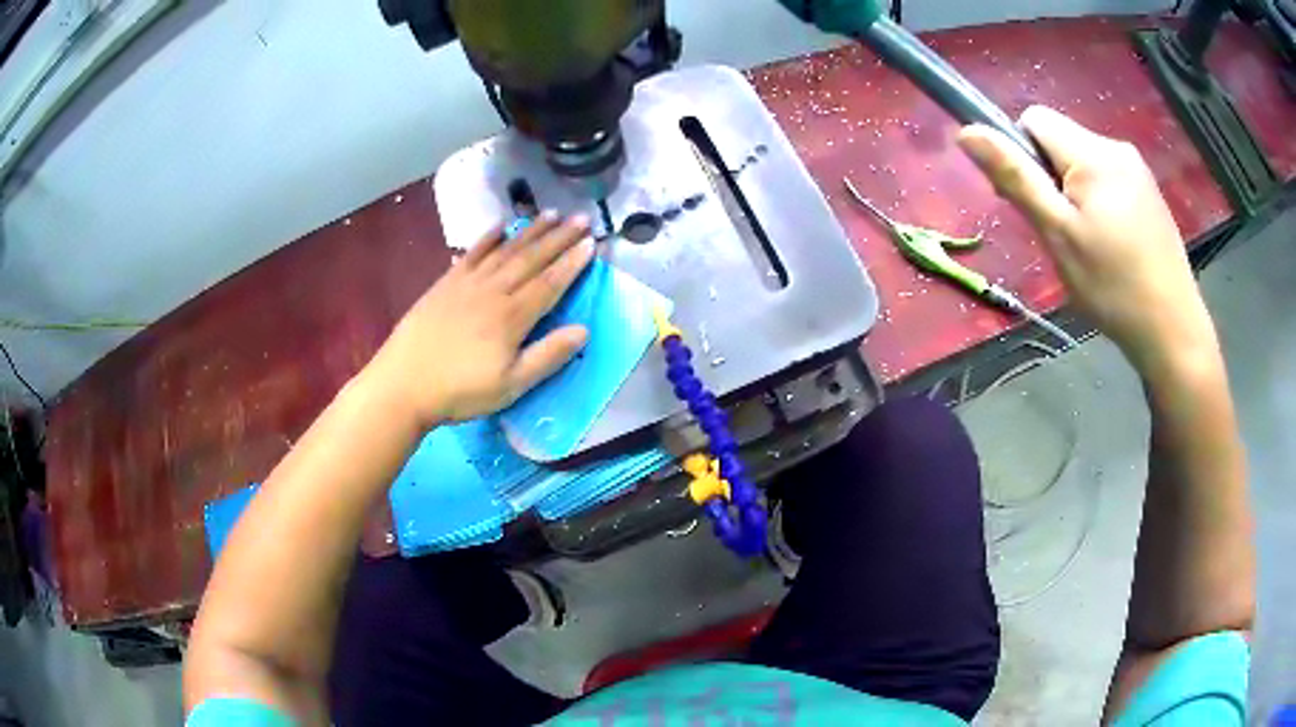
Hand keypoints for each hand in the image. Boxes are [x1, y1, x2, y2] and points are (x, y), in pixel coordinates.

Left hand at [365, 213, 595, 426]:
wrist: (404, 383)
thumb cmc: (460, 391)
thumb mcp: (511, 385)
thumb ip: (547, 356)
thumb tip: (583, 330)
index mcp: (512, 317)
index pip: (550, 283)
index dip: (572, 263)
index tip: (592, 243)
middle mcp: (493, 291)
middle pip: (531, 259)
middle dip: (559, 238)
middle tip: (582, 218)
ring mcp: (467, 284)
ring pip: (505, 250)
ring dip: (530, 231)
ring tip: (552, 214)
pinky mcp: (445, 284)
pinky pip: (472, 253)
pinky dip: (488, 237)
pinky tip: (500, 226)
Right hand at [957, 106, 1217, 375]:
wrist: (1172, 330)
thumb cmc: (1112, 286)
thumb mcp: (1058, 235)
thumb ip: (1016, 178)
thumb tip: (968, 131)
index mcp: (1092, 153)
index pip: (1034, 120)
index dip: (1021, 153)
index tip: (1034, 202)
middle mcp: (1115, 147)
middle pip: (1060, 140)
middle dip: (1050, 177)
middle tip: (1061, 233)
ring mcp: (1137, 170)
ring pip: (1084, 162)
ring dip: (1074, 192)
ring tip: (1088, 244)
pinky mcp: (1149, 193)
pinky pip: (1108, 179)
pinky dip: (1098, 202)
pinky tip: (1111, 243)